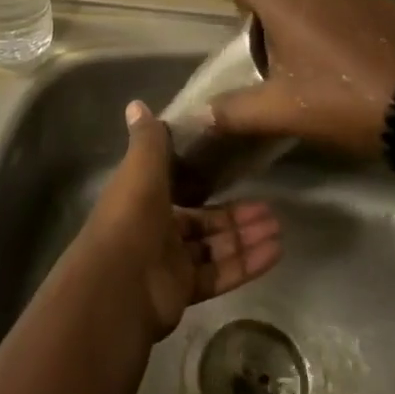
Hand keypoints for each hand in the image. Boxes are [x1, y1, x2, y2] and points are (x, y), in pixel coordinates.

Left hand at [79, 101, 281, 341]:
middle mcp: (156, 227)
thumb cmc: (130, 216)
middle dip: (235, 213)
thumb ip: (148, 139)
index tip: (232, 165)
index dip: (202, 176)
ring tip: (278, 226)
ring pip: (214, 246)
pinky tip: (274, 252)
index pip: (177, 183)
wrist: (117, 287)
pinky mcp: (184, 290)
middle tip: (269, 205)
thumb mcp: (140, 168)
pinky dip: (246, 263)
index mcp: (143, 195)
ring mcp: (170, 262)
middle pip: (202, 218)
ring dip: (245, 236)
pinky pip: (220, 274)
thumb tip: (136, 103)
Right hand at [212, 0, 394, 158]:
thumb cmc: (344, 102)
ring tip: (318, 46)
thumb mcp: (284, 114)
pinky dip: (341, 10)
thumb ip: (236, 112)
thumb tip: (201, 114)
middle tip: (280, 34)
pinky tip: (354, 50)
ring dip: (308, 0)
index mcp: (285, 3)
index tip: (250, 30)